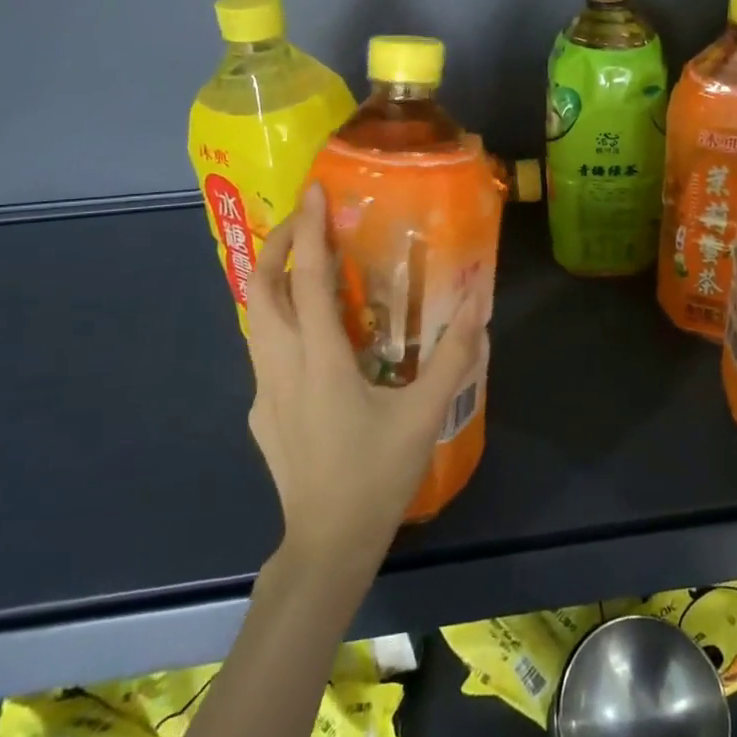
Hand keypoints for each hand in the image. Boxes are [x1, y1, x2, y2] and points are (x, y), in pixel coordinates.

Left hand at [246, 182, 487, 567]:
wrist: (327, 545)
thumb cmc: (376, 476)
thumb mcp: (424, 414)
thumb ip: (454, 356)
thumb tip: (480, 303)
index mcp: (319, 362)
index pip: (307, 281)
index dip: (310, 231)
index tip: (313, 191)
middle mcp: (280, 367)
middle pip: (260, 290)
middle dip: (280, 245)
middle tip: (310, 220)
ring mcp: (264, 391)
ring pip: (255, 318)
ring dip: (276, 279)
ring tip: (311, 262)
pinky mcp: (262, 411)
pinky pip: (265, 348)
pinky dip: (282, 318)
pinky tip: (316, 334)